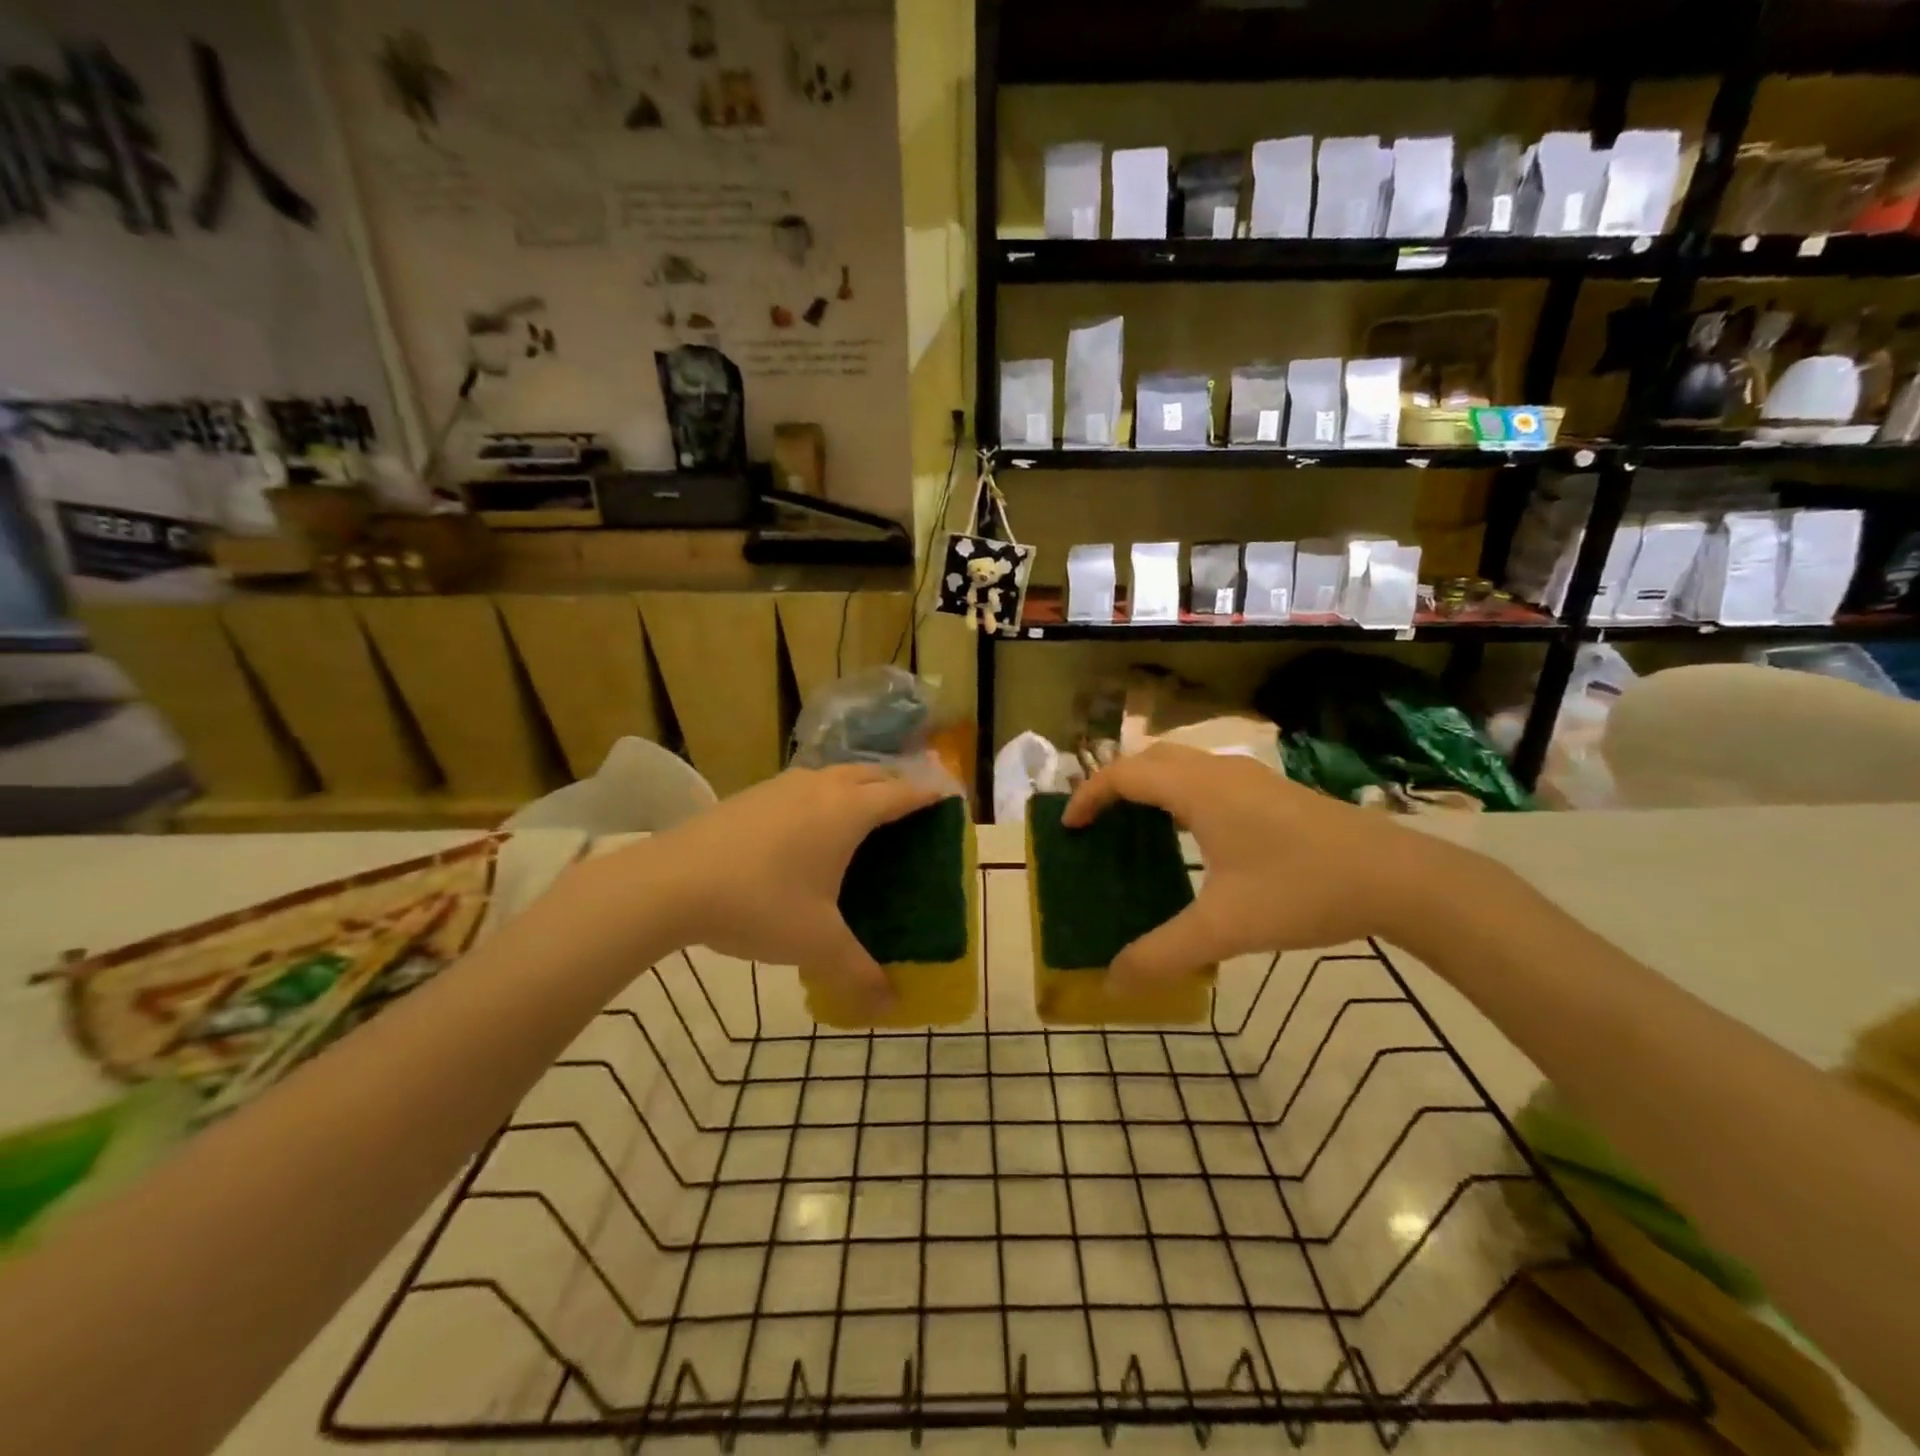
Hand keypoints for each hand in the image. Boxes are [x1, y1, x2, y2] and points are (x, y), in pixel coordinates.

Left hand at [607, 764, 945, 1014]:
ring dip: (855, 787)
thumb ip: (858, 972)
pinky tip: (806, 828)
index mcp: (848, 812)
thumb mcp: (816, 943)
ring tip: (860, 817)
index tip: (947, 802)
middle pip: (870, 774)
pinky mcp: (752, 794)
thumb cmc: (759, 904)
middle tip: (907, 814)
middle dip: (894, 787)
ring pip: (834, 774)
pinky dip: (822, 796)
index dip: (927, 797)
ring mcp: (782, 786)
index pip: (901, 795)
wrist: (670, 882)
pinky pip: (803, 786)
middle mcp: (820, 787)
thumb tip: (891, 1004)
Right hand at [1062, 744, 1472, 991]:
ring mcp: (1251, 777)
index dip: (1089, 796)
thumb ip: (1163, 954)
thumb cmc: (1302, 890)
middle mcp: (1219, 772)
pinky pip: (1207, 778)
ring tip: (1135, 826)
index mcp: (1197, 790)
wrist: (1399, 878)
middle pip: (1149, 759)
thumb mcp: (1225, 928)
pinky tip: (1192, 836)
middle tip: (1097, 823)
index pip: (1124, 775)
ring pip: (1182, 764)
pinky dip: (1179, 793)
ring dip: (1150, 785)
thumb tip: (1113, 984)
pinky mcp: (1274, 791)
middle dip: (1115, 784)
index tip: (1069, 827)